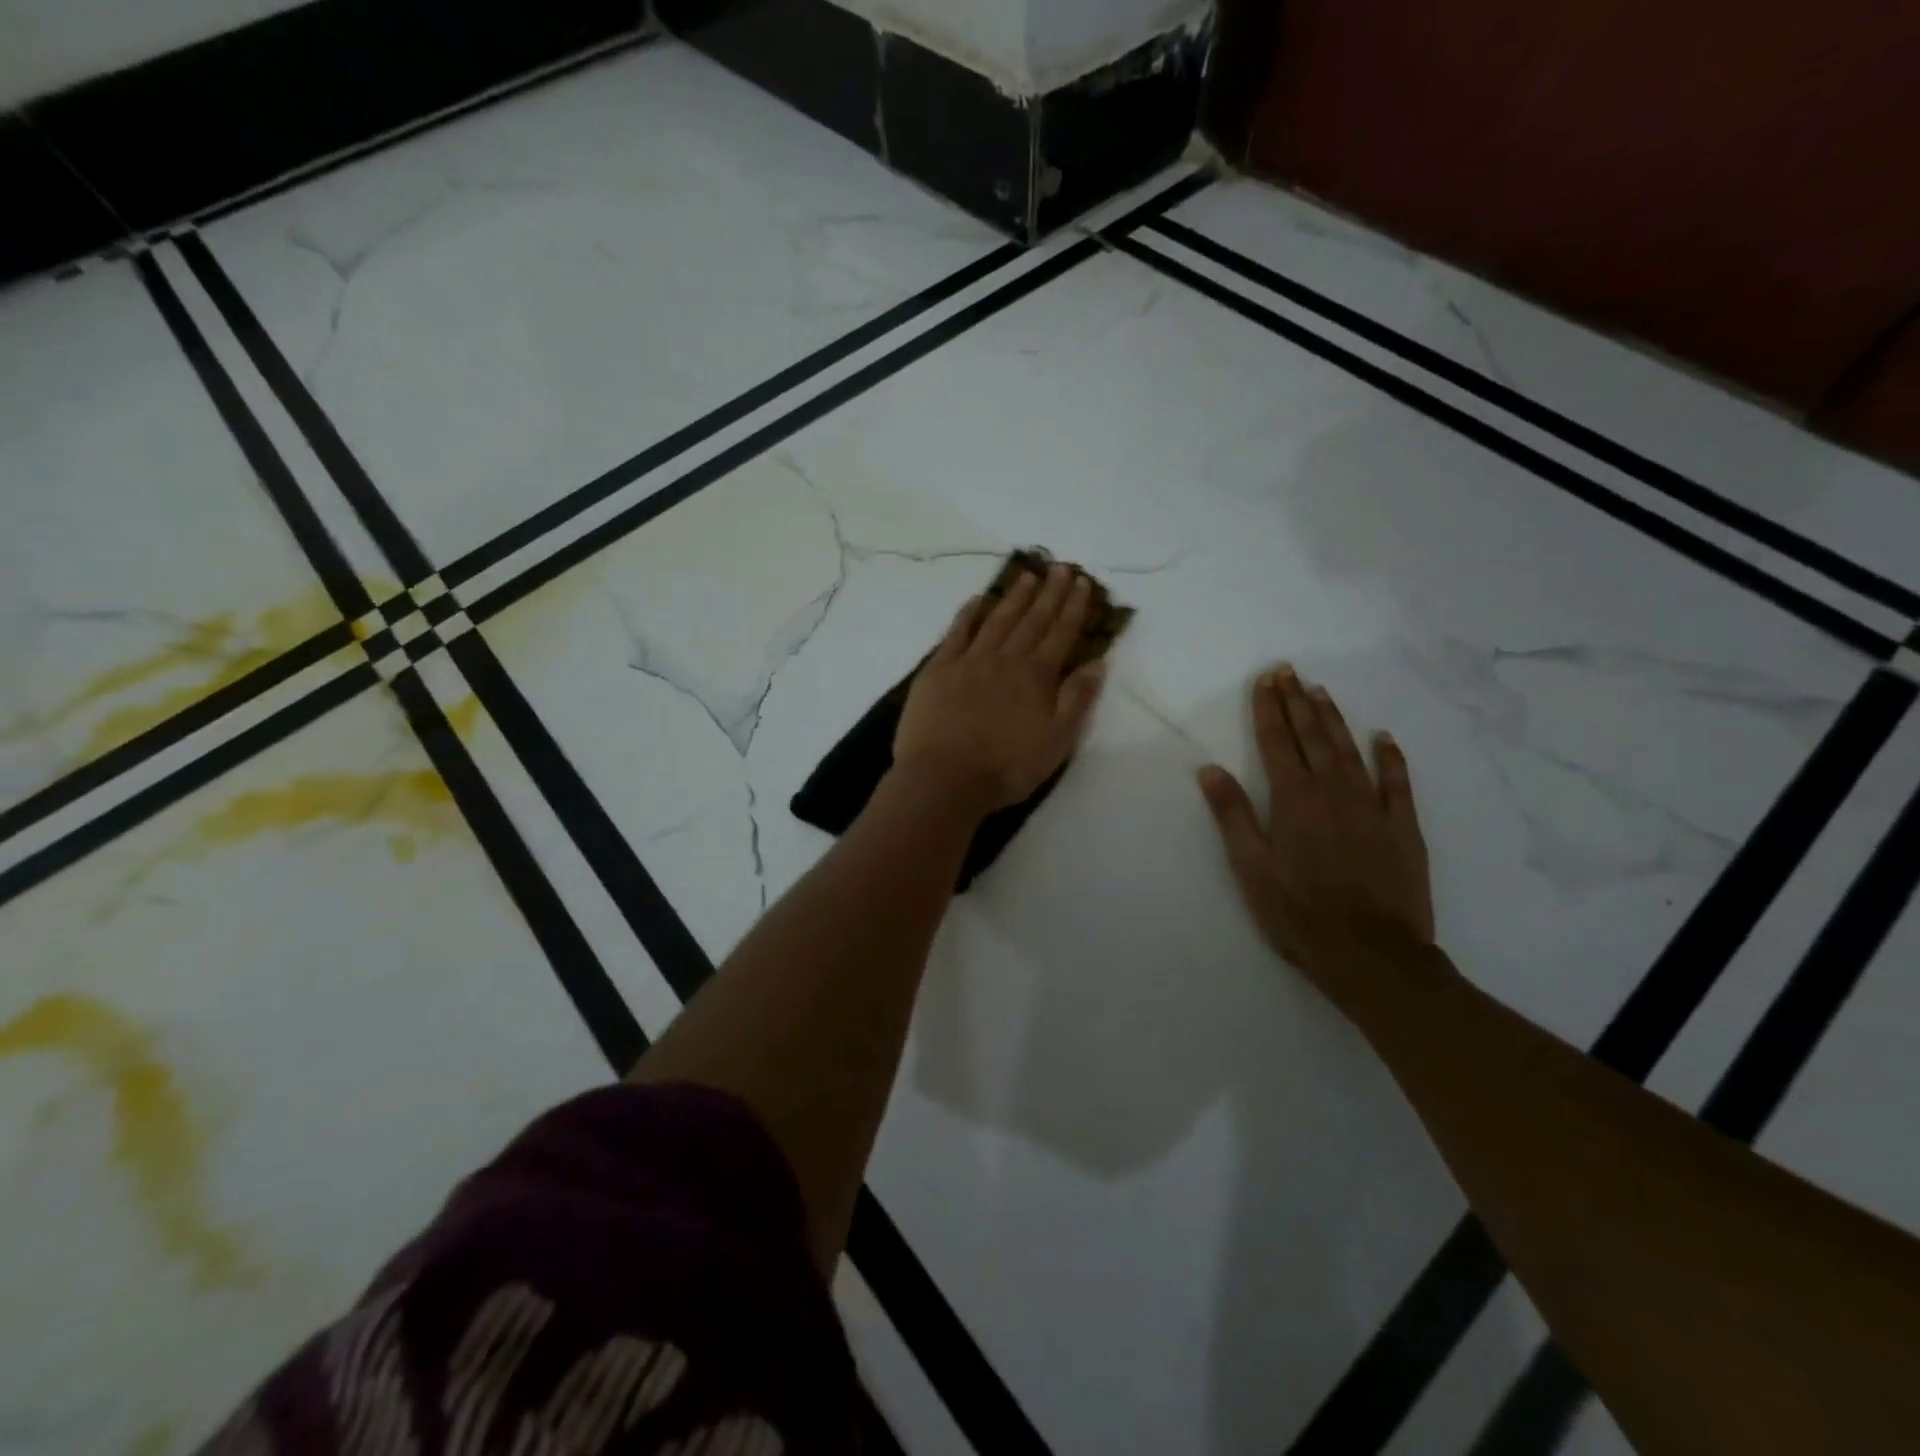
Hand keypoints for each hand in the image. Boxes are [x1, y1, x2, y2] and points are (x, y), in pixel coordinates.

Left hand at [894, 564, 1108, 813]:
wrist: (944, 779)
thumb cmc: (1006, 768)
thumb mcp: (1056, 741)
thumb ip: (1077, 699)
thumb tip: (1097, 662)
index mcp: (1036, 677)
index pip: (1061, 634)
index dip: (1074, 608)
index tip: (1083, 583)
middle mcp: (1005, 660)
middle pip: (1032, 620)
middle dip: (1050, 593)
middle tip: (1061, 567)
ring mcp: (969, 662)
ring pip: (997, 620)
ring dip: (1014, 597)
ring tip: (1028, 576)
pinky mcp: (938, 670)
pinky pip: (956, 633)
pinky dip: (968, 614)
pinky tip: (977, 600)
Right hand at [1198, 666, 1433, 987]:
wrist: (1371, 954)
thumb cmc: (1299, 913)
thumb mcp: (1251, 868)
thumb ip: (1232, 815)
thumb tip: (1210, 769)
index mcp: (1294, 801)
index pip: (1278, 743)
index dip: (1269, 710)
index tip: (1265, 680)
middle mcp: (1334, 792)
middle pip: (1313, 738)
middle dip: (1298, 702)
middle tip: (1289, 672)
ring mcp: (1372, 807)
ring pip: (1350, 751)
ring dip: (1334, 719)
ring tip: (1321, 691)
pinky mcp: (1403, 828)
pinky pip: (1398, 782)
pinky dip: (1391, 757)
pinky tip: (1383, 737)